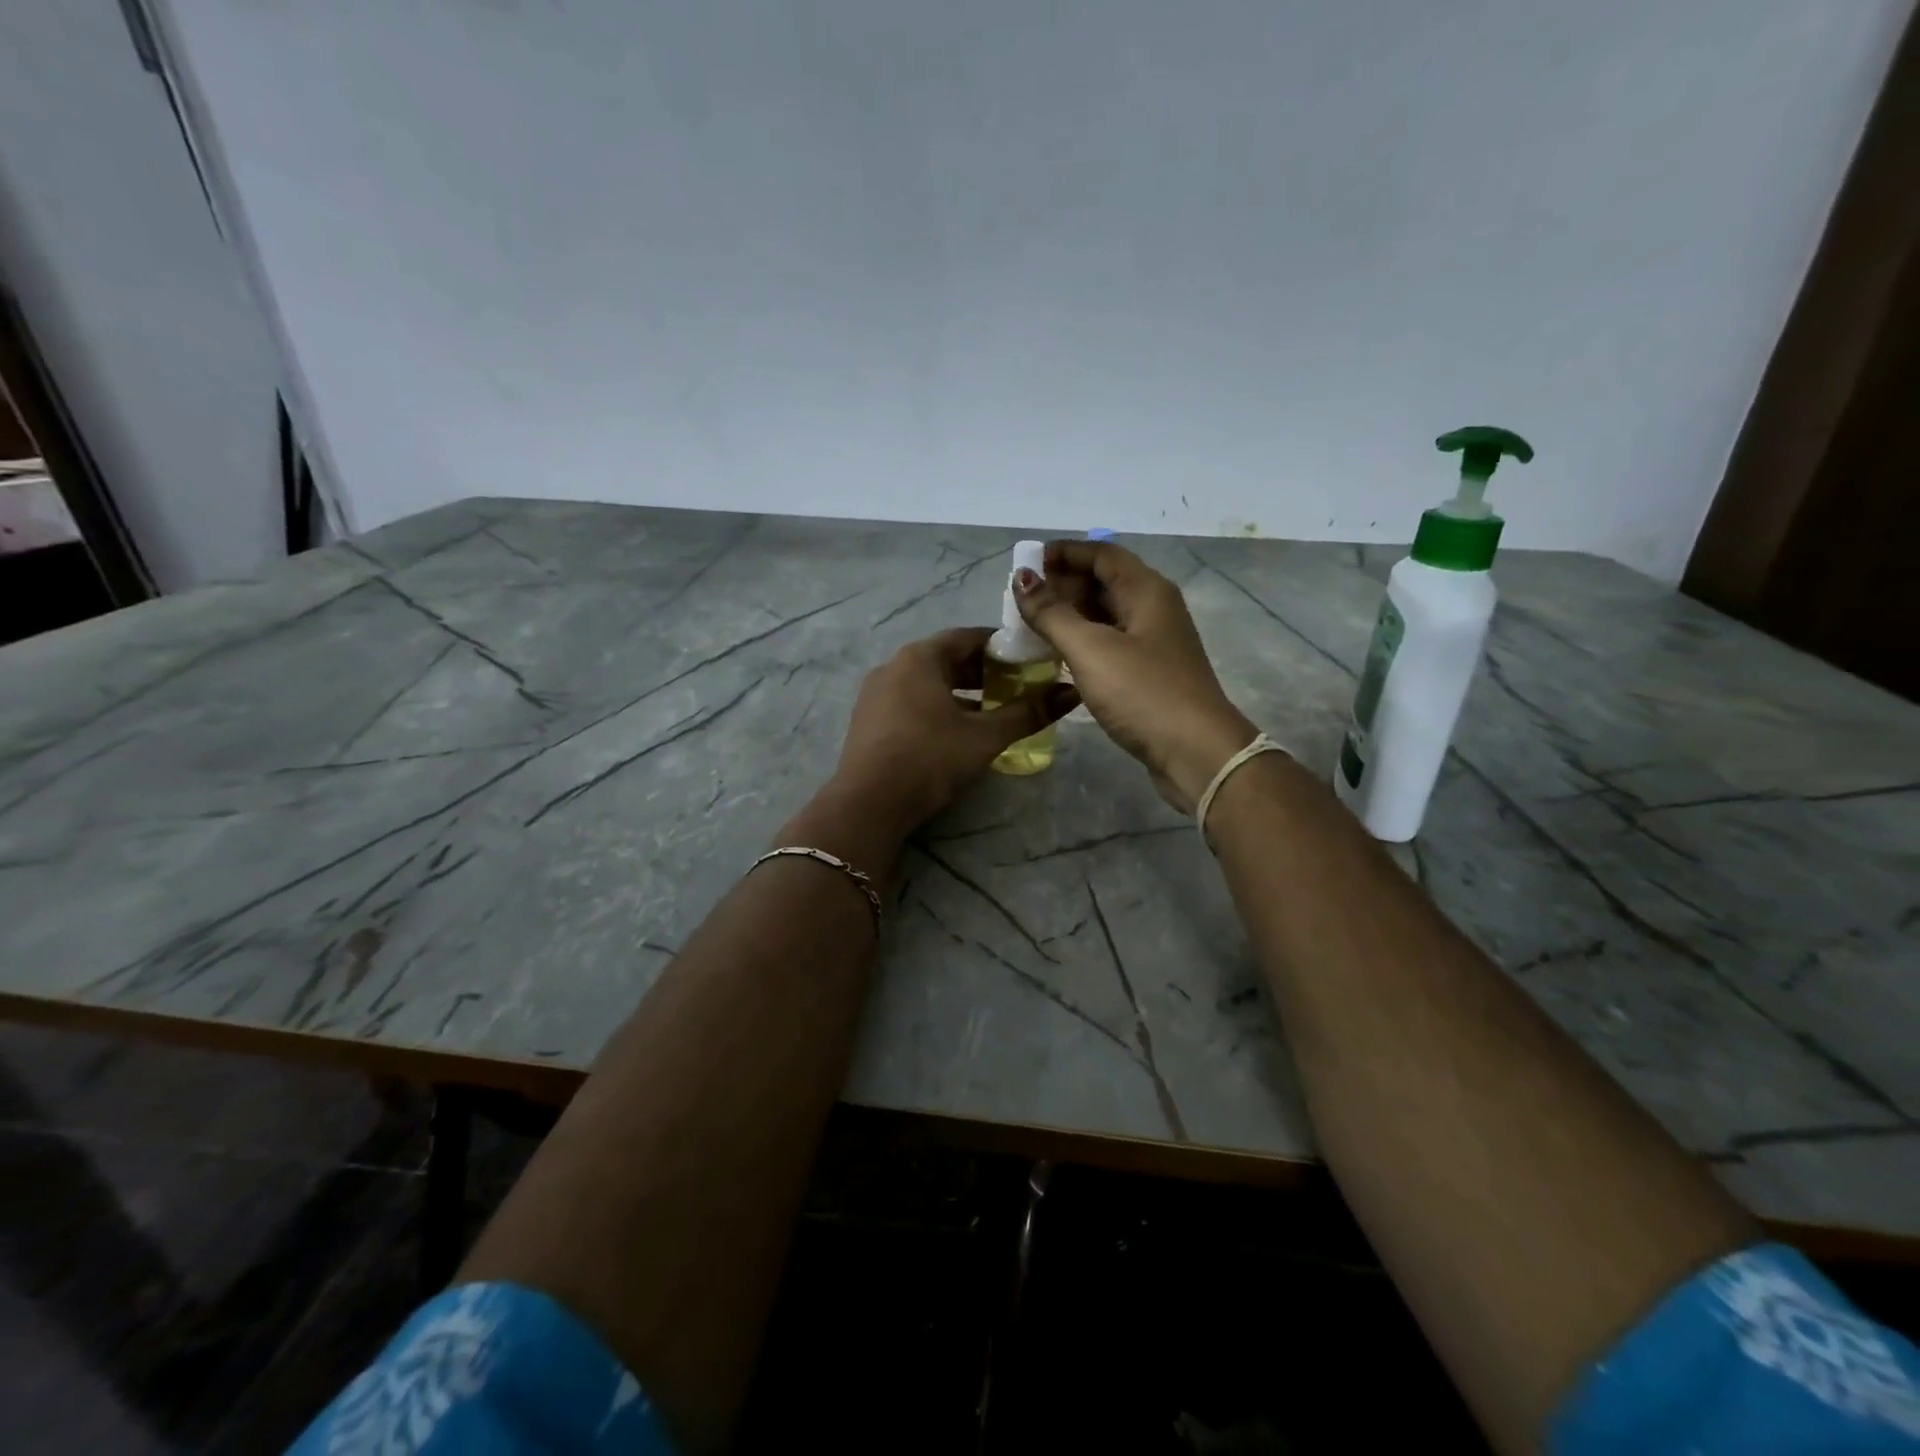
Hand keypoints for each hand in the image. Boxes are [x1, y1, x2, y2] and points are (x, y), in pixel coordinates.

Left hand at [827, 627, 1079, 834]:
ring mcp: (876, 693)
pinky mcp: (869, 720)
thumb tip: (1072, 693)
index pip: (968, 637)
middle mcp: (893, 666)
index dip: (1002, 646)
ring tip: (992, 711)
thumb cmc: (930, 759)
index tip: (1030, 661)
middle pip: (946, 659)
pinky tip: (956, 732)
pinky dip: (938, 708)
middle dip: (983, 671)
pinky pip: (911, 702)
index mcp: (920, 657)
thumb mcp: (985, 737)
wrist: (868, 804)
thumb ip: (1028, 713)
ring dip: (961, 693)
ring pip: (928, 683)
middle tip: (1017, 687)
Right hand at [1015, 541, 1254, 814]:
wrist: (1195, 752)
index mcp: (1146, 591)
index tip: (1026, 563)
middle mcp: (1154, 608)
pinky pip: (1110, 643)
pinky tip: (1058, 657)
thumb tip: (1022, 578)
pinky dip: (1083, 642)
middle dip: (1063, 585)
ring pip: (1106, 615)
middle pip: (1105, 582)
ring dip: (1070, 615)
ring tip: (1032, 627)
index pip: (1102, 553)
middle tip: (1022, 601)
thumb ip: (1052, 613)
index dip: (1064, 553)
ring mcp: (1154, 642)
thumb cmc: (1143, 692)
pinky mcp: (1150, 673)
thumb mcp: (1091, 649)